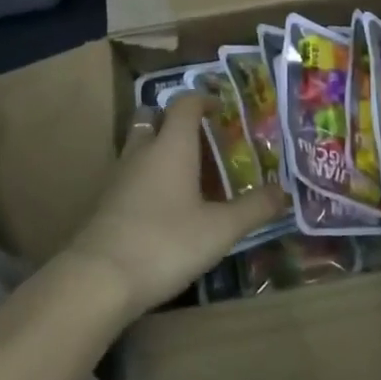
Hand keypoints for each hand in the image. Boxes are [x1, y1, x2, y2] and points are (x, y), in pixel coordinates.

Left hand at [67, 93, 286, 318]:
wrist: (99, 279)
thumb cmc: (165, 242)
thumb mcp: (220, 229)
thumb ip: (253, 209)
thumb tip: (282, 192)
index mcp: (171, 145)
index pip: (184, 104)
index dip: (202, 100)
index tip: (220, 109)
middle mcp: (142, 152)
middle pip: (152, 118)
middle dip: (173, 121)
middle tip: (200, 139)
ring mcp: (119, 177)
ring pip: (138, 147)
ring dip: (159, 150)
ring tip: (186, 174)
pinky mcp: (106, 203)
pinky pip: (130, 175)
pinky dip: (147, 178)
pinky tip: (163, 206)